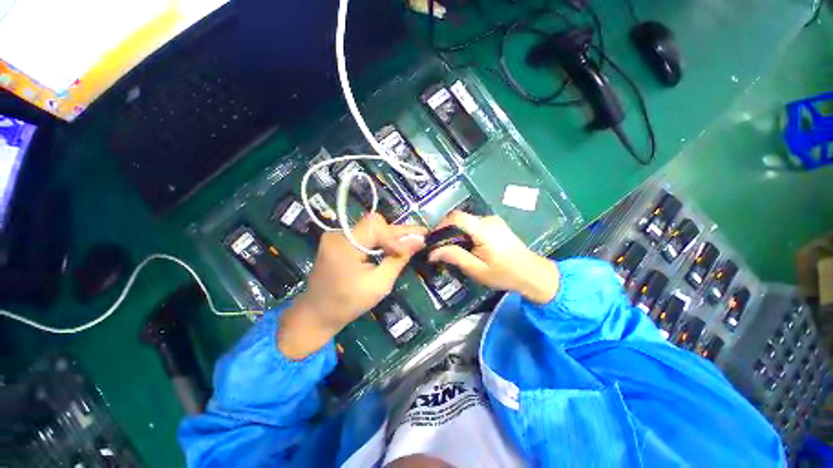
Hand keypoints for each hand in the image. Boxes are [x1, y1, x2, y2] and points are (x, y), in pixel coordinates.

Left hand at [278, 213, 425, 359]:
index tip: (411, 249)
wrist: (317, 314)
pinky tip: (394, 246)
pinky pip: (365, 236)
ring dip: (392, 236)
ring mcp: (337, 237)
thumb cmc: (348, 303)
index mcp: (343, 244)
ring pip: (371, 229)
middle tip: (421, 235)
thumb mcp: (379, 284)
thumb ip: (398, 260)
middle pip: (374, 224)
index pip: (375, 225)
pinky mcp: (339, 242)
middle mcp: (338, 234)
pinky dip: (381, 241)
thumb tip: (418, 241)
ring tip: (412, 240)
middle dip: (398, 232)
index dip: (395, 235)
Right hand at [428, 211, 558, 303]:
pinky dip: (465, 233)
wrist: (532, 274)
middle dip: (446, 232)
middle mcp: (488, 220)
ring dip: (456, 233)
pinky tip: (466, 247)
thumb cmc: (504, 274)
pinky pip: (474, 225)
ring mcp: (493, 220)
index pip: (455, 218)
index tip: (433, 240)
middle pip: (459, 219)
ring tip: (452, 250)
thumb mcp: (477, 270)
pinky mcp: (495, 224)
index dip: (440, 226)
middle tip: (440, 248)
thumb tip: (432, 252)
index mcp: (483, 229)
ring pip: (466, 222)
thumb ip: (455, 257)